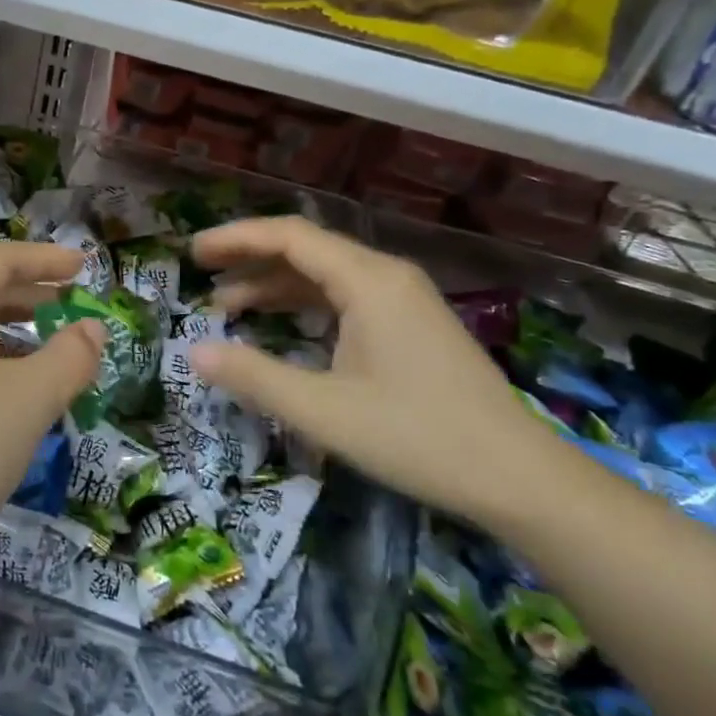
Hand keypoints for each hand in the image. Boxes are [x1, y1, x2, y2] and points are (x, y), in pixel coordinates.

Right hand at [187, 216, 572, 530]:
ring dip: (276, 286)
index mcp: (368, 280)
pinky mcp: (413, 325)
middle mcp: (386, 275)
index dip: (235, 239)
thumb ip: (255, 377)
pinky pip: (347, 298)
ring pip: (326, 275)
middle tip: (202, 276)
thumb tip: (195, 352)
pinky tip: (284, 328)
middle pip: (306, 249)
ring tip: (229, 307)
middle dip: (250, 259)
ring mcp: (404, 299)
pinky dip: (306, 306)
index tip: (193, 253)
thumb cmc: (419, 438)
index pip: (289, 236)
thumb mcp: (324, 411)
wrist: (522, 479)